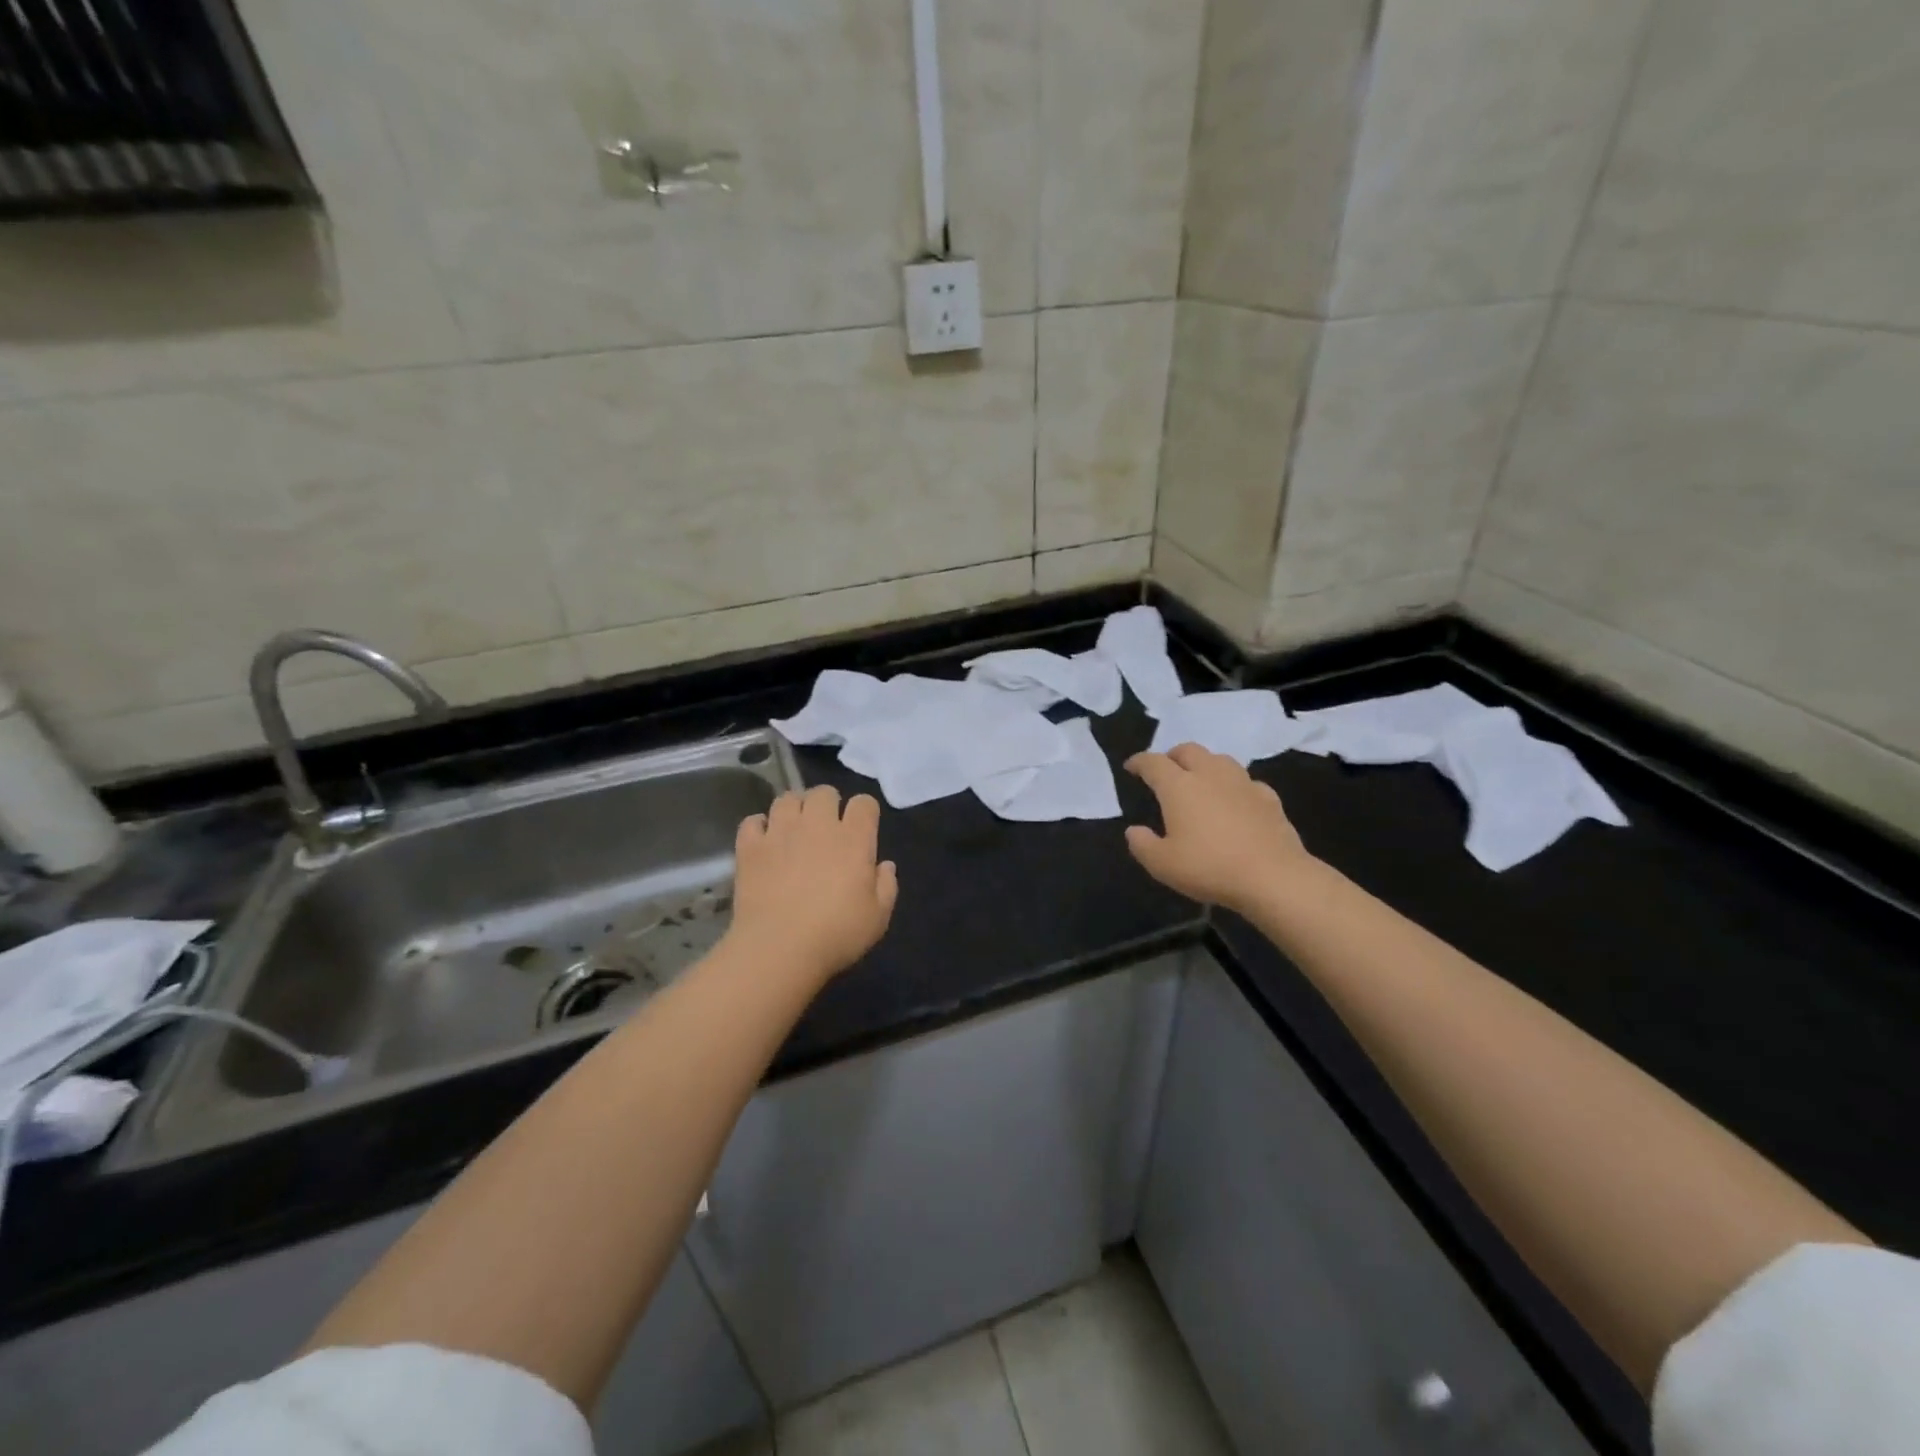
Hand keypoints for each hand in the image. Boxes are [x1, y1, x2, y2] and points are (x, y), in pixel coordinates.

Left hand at [728, 786, 898, 983]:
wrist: (779, 949)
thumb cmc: (836, 934)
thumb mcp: (877, 917)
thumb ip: (886, 886)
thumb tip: (885, 865)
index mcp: (853, 839)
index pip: (864, 803)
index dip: (865, 811)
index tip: (863, 828)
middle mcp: (817, 825)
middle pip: (823, 792)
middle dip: (828, 803)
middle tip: (826, 827)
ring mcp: (780, 832)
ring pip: (787, 798)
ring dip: (794, 808)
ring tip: (794, 828)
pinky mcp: (751, 847)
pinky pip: (752, 821)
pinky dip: (759, 826)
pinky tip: (764, 841)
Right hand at [1124, 744, 1314, 912]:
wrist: (1273, 877)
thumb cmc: (1209, 867)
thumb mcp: (1162, 864)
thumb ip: (1142, 844)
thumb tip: (1134, 830)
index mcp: (1179, 786)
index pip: (1153, 763)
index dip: (1139, 762)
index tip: (1131, 767)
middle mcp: (1210, 775)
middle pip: (1188, 750)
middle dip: (1172, 756)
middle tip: (1165, 771)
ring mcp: (1243, 783)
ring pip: (1219, 759)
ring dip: (1204, 764)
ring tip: (1199, 780)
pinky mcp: (1268, 798)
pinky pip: (1246, 781)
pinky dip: (1233, 785)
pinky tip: (1235, 800)